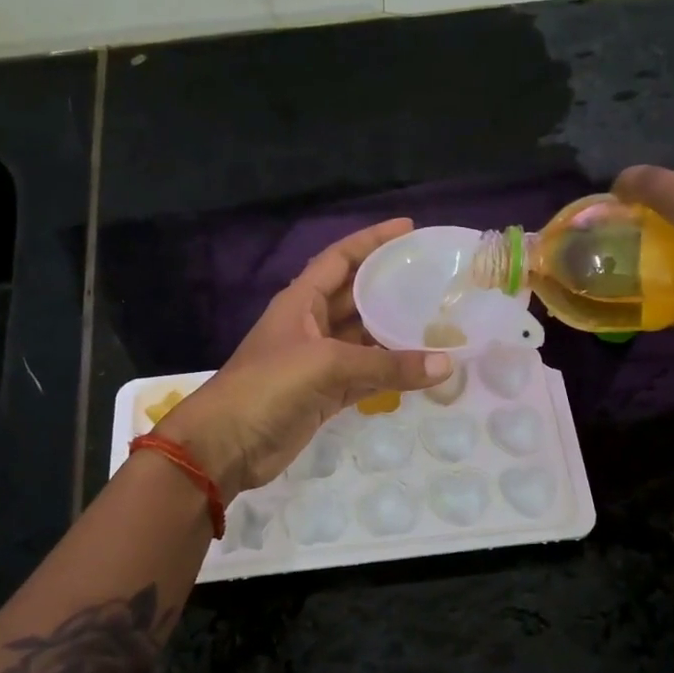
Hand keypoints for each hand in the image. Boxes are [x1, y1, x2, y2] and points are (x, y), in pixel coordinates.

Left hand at [158, 219, 452, 498]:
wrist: (227, 444)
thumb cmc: (268, 386)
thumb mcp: (327, 365)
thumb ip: (386, 365)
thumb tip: (446, 365)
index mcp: (301, 301)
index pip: (340, 258)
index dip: (372, 240)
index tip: (408, 229)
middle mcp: (311, 325)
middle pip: (357, 297)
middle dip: (390, 286)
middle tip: (434, 279)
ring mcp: (319, 362)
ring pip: (365, 339)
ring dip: (395, 334)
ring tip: (438, 322)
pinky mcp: (325, 394)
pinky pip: (366, 376)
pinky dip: (390, 375)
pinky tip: (421, 370)